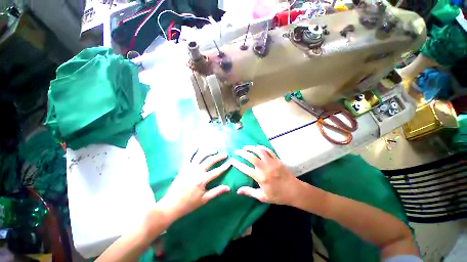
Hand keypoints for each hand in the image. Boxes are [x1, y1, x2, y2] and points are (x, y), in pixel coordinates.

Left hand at [157, 149, 231, 220]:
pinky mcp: (183, 167)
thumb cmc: (189, 203)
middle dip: (219, 157)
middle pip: (210, 160)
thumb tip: (229, 188)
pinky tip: (197, 147)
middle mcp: (197, 171)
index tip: (231, 162)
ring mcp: (189, 168)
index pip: (217, 171)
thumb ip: (217, 192)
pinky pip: (188, 156)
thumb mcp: (204, 199)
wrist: (171, 205)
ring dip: (209, 152)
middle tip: (225, 154)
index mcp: (202, 179)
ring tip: (215, 150)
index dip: (225, 166)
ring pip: (201, 156)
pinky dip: (193, 151)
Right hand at [231, 145, 301, 204]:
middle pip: (251, 157)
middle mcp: (264, 167)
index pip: (245, 168)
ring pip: (259, 151)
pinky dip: (262, 147)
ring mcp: (271, 162)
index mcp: (260, 177)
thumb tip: (238, 191)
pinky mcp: (276, 160)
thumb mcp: (262, 196)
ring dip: (251, 148)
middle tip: (237, 151)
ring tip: (245, 147)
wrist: (294, 191)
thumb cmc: (278, 195)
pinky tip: (257, 147)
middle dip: (242, 153)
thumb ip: (249, 192)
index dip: (237, 164)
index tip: (232, 160)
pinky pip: (268, 150)